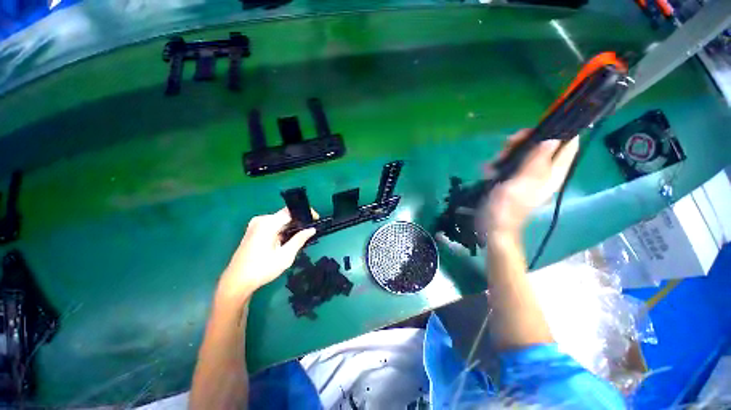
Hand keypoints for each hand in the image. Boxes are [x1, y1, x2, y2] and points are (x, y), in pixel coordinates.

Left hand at [217, 208, 316, 301]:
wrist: (236, 281)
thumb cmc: (262, 269)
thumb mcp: (285, 256)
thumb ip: (299, 240)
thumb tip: (312, 229)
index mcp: (268, 224)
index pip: (290, 211)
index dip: (304, 213)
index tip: (315, 219)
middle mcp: (261, 220)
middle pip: (285, 215)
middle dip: (298, 222)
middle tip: (310, 232)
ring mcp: (255, 225)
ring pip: (279, 221)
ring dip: (290, 227)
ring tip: (301, 237)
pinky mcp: (254, 230)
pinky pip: (273, 225)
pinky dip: (282, 230)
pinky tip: (287, 240)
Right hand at [481, 129, 578, 235]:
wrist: (492, 225)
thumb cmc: (507, 207)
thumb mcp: (522, 183)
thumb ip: (537, 162)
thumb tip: (553, 138)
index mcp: (553, 172)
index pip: (568, 145)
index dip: (561, 130)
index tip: (543, 123)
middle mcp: (543, 172)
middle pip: (542, 146)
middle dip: (525, 141)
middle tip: (508, 144)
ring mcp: (526, 176)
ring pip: (523, 153)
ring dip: (508, 153)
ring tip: (493, 162)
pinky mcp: (512, 179)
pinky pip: (509, 164)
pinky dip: (498, 164)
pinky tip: (488, 170)